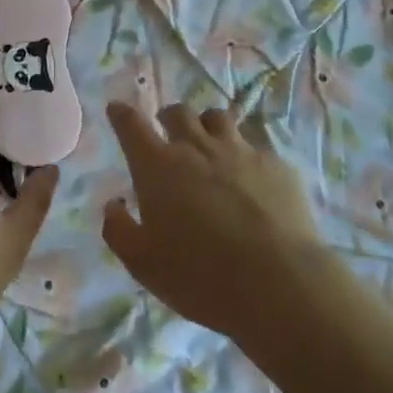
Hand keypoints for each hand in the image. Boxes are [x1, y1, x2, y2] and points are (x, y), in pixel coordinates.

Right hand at [102, 101, 322, 338]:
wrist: (278, 283)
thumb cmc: (199, 274)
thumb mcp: (142, 263)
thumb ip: (119, 229)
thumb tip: (114, 204)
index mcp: (158, 166)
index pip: (132, 125)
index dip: (121, 114)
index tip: (117, 109)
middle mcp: (197, 147)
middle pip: (178, 112)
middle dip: (168, 117)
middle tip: (167, 131)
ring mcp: (240, 151)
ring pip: (218, 118)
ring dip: (206, 125)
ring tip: (208, 143)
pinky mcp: (275, 165)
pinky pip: (254, 147)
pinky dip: (244, 156)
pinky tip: (250, 179)